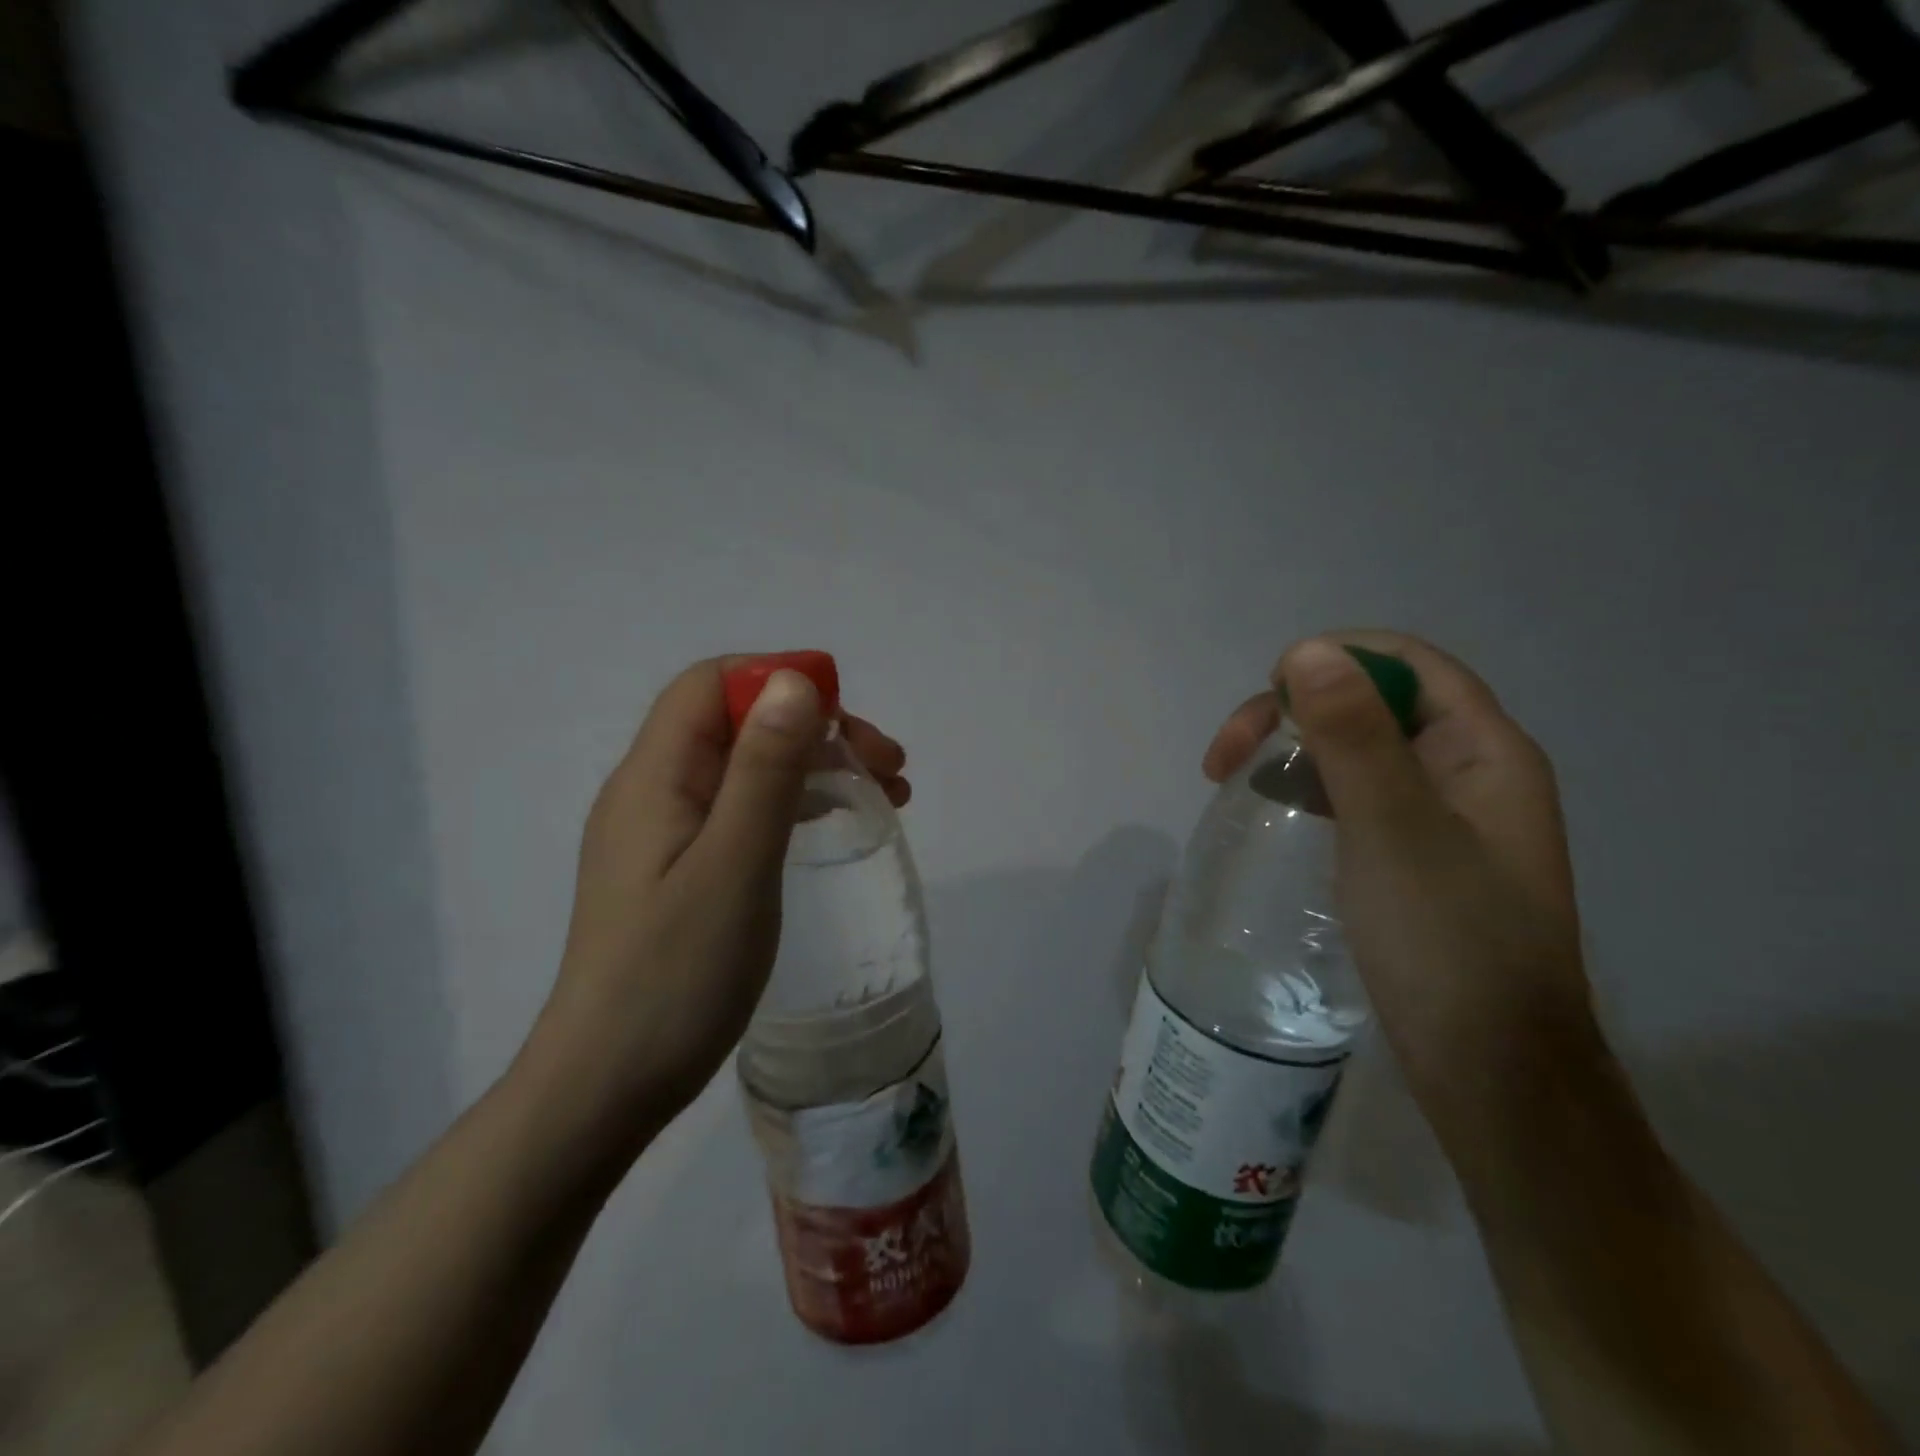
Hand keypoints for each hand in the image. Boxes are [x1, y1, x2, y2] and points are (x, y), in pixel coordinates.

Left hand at [526, 657, 909, 1155]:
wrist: (607, 1086)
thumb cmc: (675, 975)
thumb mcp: (735, 864)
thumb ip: (764, 770)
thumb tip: (794, 681)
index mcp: (655, 776)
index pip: (714, 685)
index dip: (782, 679)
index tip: (850, 716)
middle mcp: (653, 791)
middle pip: (737, 723)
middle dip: (816, 728)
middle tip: (890, 766)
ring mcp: (663, 833)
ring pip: (745, 767)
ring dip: (814, 765)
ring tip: (886, 794)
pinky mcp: (678, 870)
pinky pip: (742, 810)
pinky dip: (794, 804)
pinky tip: (832, 827)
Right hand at [1204, 632, 1594, 1122]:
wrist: (1489, 1072)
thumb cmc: (1448, 943)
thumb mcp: (1394, 830)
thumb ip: (1354, 736)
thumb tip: (1307, 649)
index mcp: (1484, 751)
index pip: (1406, 664)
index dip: (1333, 661)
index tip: (1267, 702)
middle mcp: (1465, 771)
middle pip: (1371, 702)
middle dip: (1294, 710)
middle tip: (1225, 757)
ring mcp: (1438, 816)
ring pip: (1354, 748)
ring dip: (1291, 748)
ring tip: (1232, 781)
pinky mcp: (1409, 855)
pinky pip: (1351, 794)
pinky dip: (1304, 787)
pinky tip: (1271, 811)